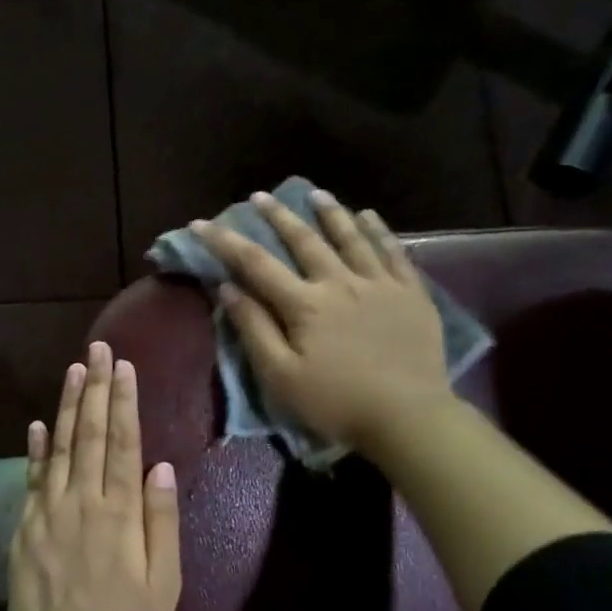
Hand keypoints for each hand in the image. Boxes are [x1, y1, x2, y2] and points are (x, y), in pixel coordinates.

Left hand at [8, 340, 182, 610]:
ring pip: (59, 447)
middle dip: (96, 387)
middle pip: (89, 433)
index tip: (124, 366)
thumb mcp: (163, 583)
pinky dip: (35, 448)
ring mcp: (48, 511)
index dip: (124, 402)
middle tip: (99, 350)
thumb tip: (162, 468)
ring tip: (74, 369)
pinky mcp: (25, 527)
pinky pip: (31, 478)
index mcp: (119, 512)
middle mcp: (82, 500)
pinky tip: (37, 424)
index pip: (122, 443)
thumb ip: (161, 522)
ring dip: (67, 405)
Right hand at [193, 190, 453, 459]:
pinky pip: (394, 252)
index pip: (255, 263)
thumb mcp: (280, 376)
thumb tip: (227, 288)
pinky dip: (378, 231)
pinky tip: (368, 216)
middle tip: (259, 196)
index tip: (200, 223)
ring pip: (350, 237)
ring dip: (329, 213)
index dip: (224, 242)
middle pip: (303, 240)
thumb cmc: (336, 402)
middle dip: (277, 216)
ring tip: (314, 193)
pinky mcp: (411, 293)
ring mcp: (380, 284)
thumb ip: (253, 329)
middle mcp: (340, 282)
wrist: (409, 417)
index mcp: (304, 304)